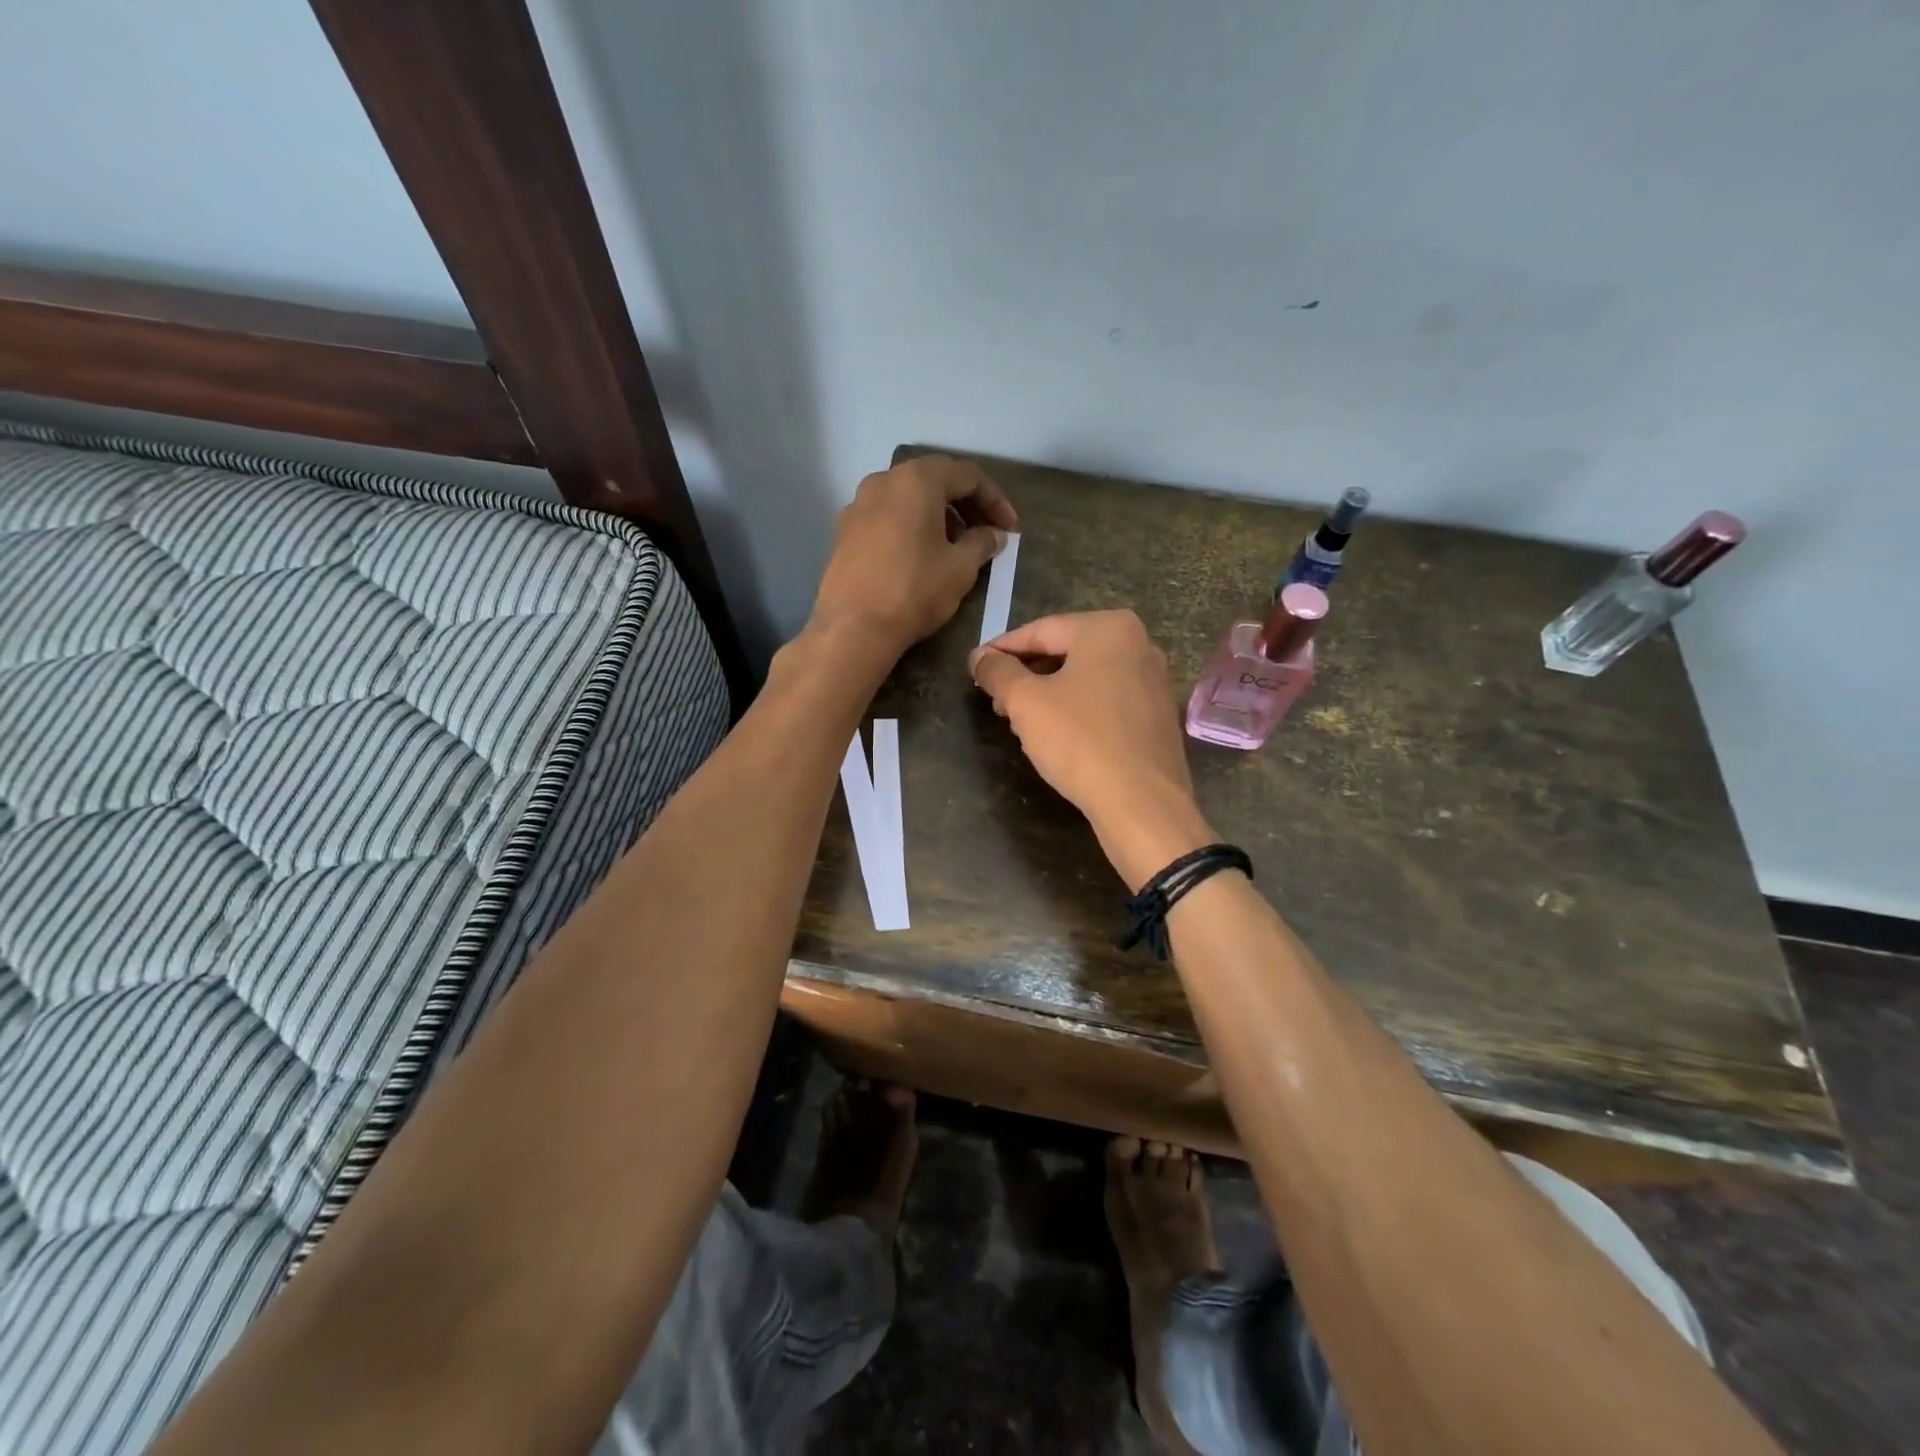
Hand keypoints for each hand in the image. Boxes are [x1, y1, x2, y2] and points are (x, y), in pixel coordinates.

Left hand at [809, 454, 1018, 658]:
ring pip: (908, 498)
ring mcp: (858, 504)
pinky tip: (922, 555)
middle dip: (966, 505)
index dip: (995, 500)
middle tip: (987, 533)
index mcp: (917, 480)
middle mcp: (884, 480)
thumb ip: (982, 543)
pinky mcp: (844, 530)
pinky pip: (887, 517)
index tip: (1010, 528)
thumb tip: (993, 535)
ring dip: (938, 515)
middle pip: (935, 481)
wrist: (853, 627)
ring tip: (956, 546)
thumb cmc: (915, 590)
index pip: (967, 476)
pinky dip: (911, 526)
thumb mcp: (961, 568)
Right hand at [970, 611, 1214, 889]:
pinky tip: (1057, 735)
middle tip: (995, 700)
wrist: (1142, 804)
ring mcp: (1154, 682)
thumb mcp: (1025, 702)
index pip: (1040, 630)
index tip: (974, 667)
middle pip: (1066, 652)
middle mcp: (1140, 645)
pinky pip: (1107, 701)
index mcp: (1109, 628)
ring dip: (1048, 695)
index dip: (1001, 649)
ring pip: (1086, 679)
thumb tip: (979, 657)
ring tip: (1019, 721)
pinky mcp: (1158, 717)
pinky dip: (1077, 710)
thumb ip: (997, 672)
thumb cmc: (1080, 741)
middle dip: (1026, 675)